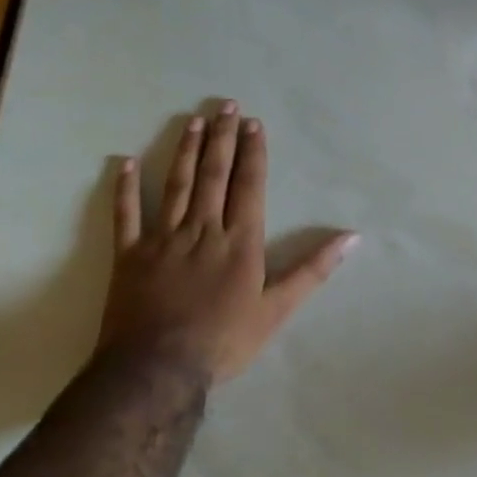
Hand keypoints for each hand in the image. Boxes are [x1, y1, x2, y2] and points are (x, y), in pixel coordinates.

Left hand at [101, 101, 357, 384]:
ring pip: (176, 186)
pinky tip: (125, 163)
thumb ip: (313, 269)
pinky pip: (126, 216)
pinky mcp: (129, 256)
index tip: (253, 123)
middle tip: (226, 105)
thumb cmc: (224, 340)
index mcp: (239, 240)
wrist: (156, 371)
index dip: (253, 152)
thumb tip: (352, 237)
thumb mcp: (278, 309)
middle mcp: (203, 229)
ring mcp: (162, 239)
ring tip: (193, 121)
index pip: (249, 185)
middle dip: (222, 138)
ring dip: (185, 150)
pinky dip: (125, 189)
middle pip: (214, 175)